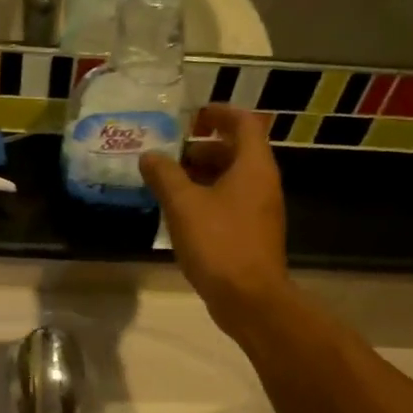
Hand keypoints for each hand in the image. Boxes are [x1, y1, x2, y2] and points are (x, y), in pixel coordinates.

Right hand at [139, 106, 289, 328]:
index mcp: (253, 166)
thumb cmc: (219, 243)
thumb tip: (149, 156)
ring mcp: (261, 210)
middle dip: (204, 147)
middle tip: (172, 154)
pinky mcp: (254, 233)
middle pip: (238, 150)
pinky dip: (209, 197)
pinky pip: (232, 202)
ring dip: (204, 174)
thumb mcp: (183, 205)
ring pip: (233, 178)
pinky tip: (182, 213)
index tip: (192, 116)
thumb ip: (164, 175)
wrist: (250, 299)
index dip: (219, 113)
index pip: (244, 122)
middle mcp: (263, 182)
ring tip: (170, 183)